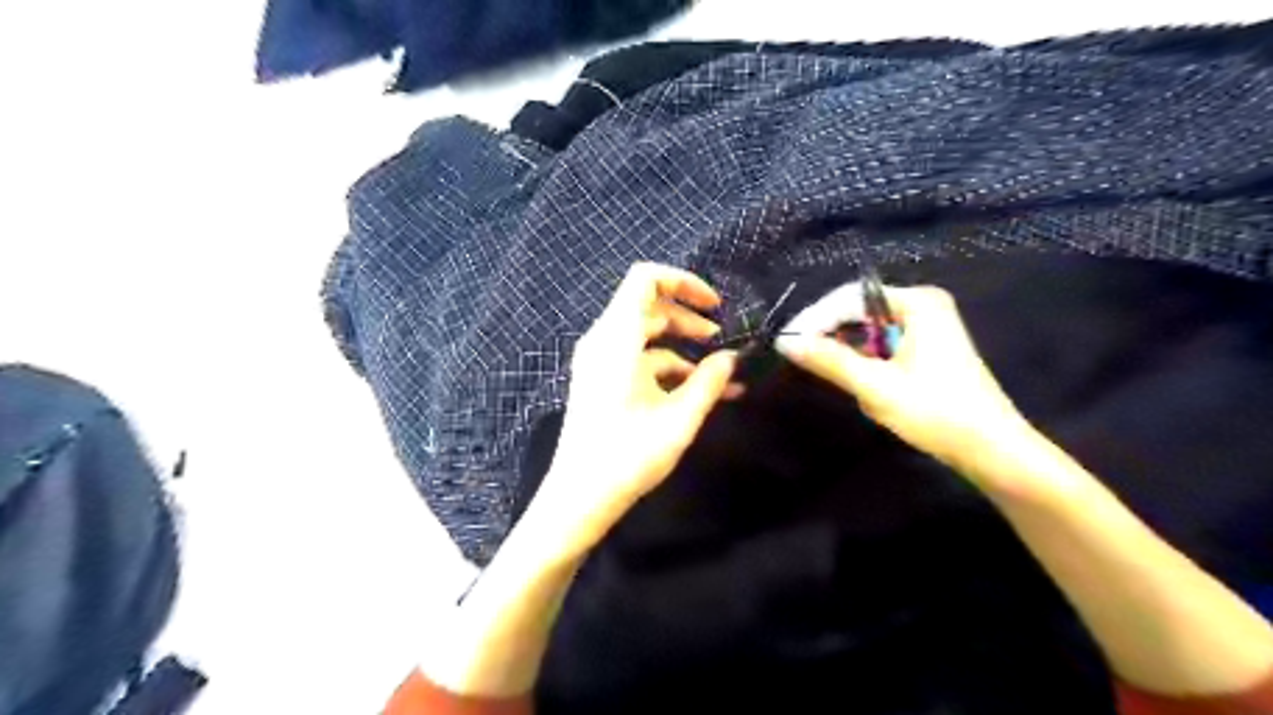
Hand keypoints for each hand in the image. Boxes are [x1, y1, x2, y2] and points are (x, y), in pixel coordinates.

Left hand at [533, 259, 740, 556]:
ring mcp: (599, 361)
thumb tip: (732, 358)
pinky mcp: (601, 380)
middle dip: (688, 318)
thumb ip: (709, 381)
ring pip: (644, 334)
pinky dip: (666, 366)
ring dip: (681, 346)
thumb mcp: (679, 418)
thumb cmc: (628, 456)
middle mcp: (603, 340)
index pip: (645, 279)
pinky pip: (636, 358)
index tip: (714, 306)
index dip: (683, 282)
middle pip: (648, 306)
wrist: (579, 496)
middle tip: (720, 338)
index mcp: (617, 338)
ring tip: (719, 370)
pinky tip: (697, 391)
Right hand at [776, 281, 1032, 478]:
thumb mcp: (876, 386)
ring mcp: (928, 326)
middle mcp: (923, 305)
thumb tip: (785, 342)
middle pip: (860, 311)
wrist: (990, 449)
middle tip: (802, 357)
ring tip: (827, 371)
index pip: (850, 298)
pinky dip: (865, 360)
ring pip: (869, 330)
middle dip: (831, 334)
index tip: (789, 342)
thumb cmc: (935, 412)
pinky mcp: (928, 348)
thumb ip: (829, 361)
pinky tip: (858, 381)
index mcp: (918, 302)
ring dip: (847, 351)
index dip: (816, 318)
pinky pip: (883, 344)